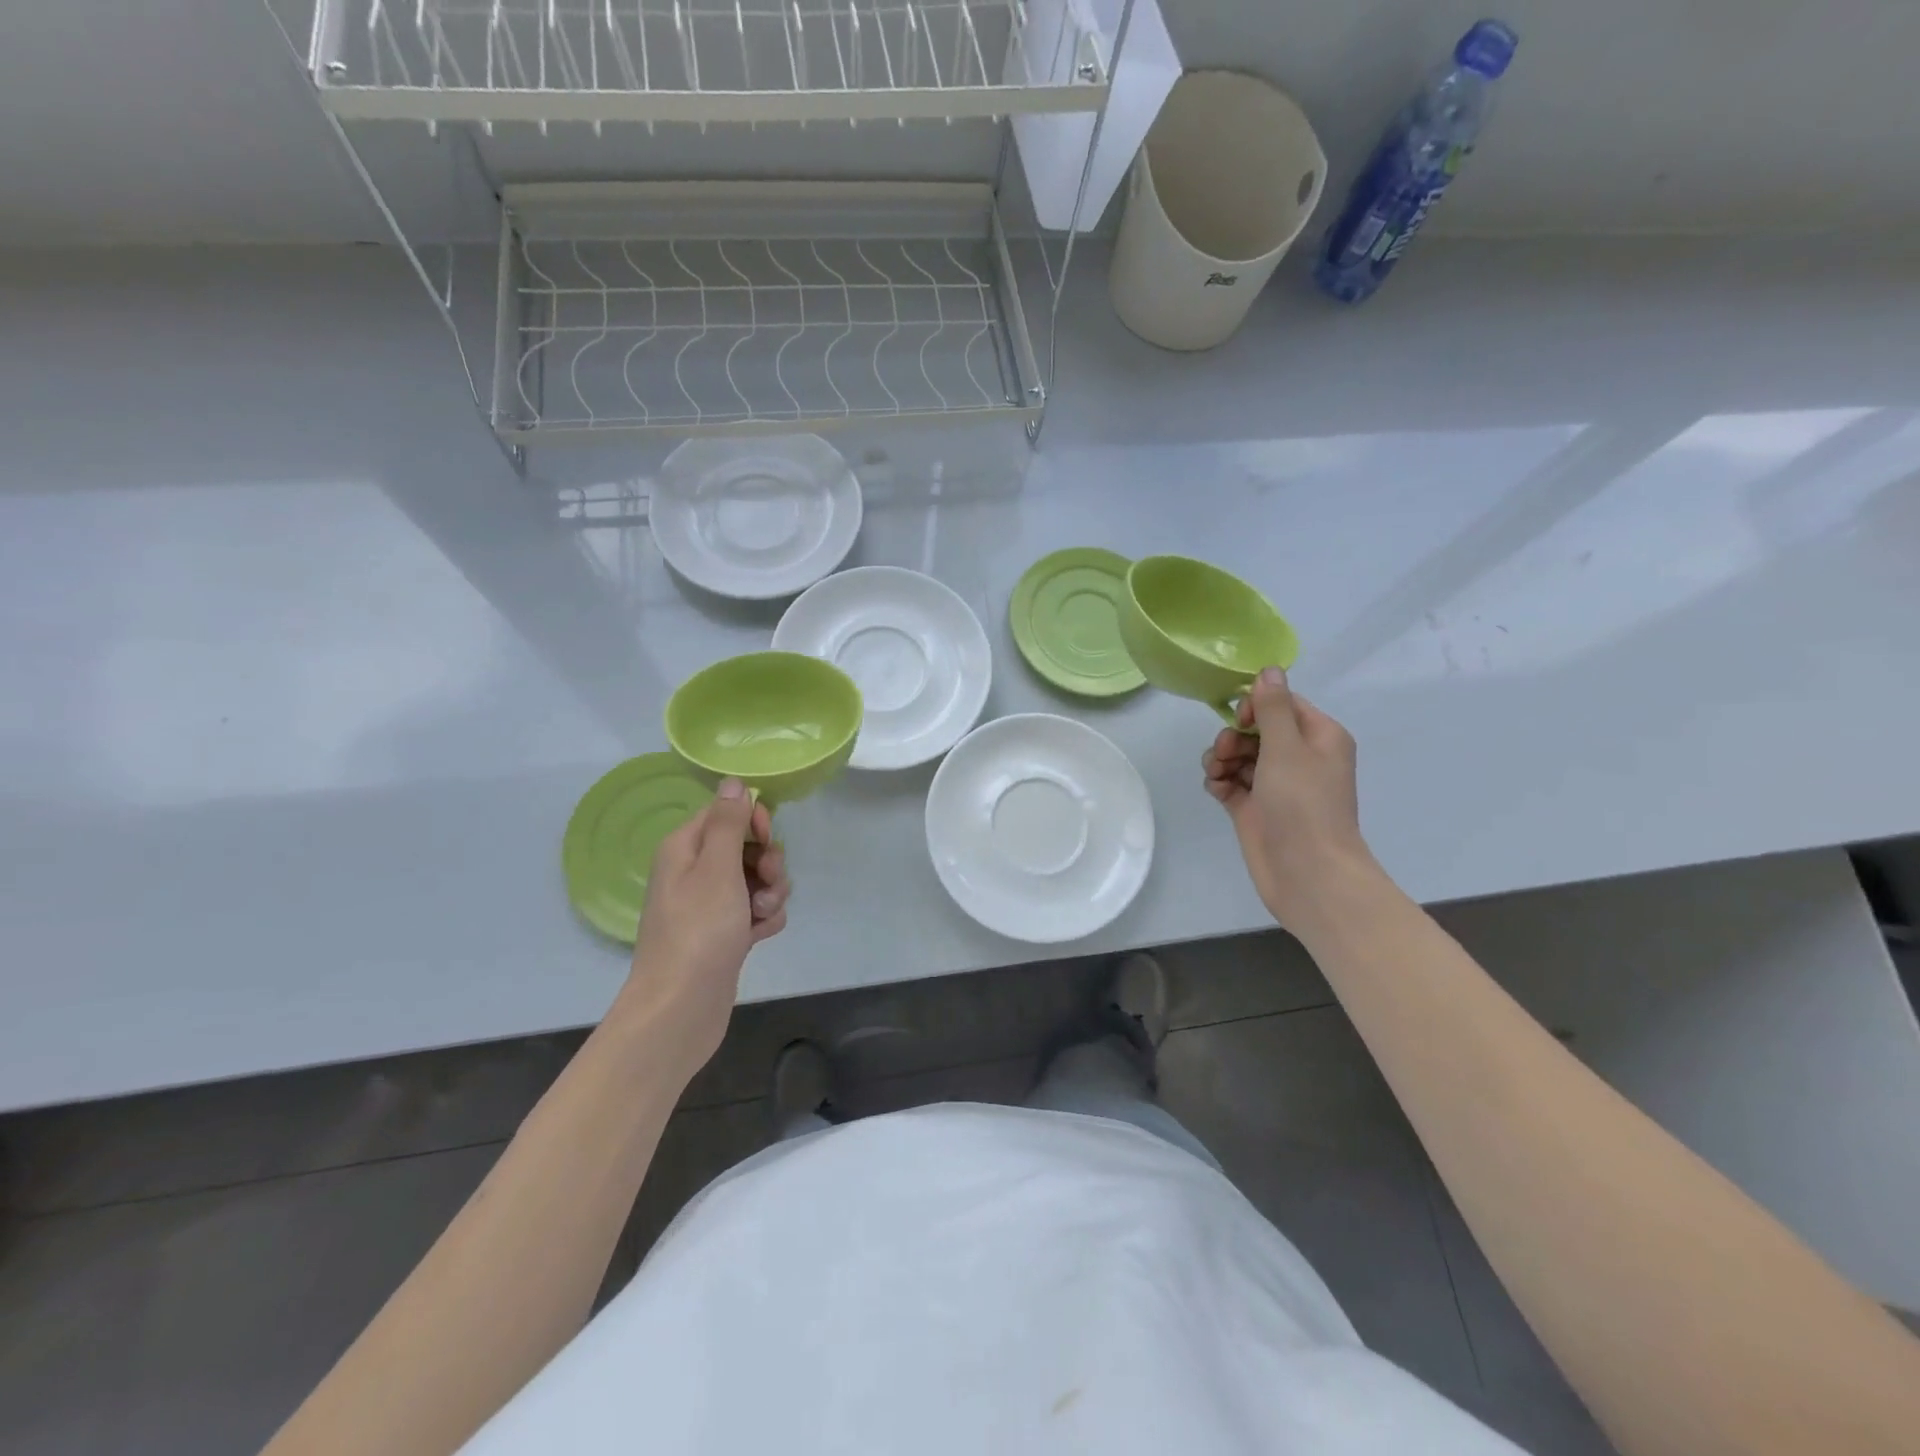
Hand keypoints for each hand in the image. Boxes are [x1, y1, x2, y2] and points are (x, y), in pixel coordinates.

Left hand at [617, 779, 788, 1077]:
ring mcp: (709, 905)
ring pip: (757, 879)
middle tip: (768, 883)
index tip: (766, 840)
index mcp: (685, 849)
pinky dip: (764, 919)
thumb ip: (729, 823)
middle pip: (746, 846)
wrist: (681, 1008)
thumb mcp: (717, 868)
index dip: (753, 822)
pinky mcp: (724, 933)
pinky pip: (755, 910)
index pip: (725, 813)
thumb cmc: (699, 931)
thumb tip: (732, 782)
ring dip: (771, 893)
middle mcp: (694, 872)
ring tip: (762, 916)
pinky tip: (760, 936)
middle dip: (768, 862)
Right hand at [1202, 667, 1373, 928]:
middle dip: (1233, 735)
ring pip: (1239, 755)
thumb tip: (1269, 669)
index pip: (1283, 704)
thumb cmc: (1303, 804)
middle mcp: (1299, 757)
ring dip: (1221, 758)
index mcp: (1319, 737)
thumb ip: (1273, 707)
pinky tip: (1216, 790)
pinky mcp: (1254, 808)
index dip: (1256, 706)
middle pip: (1256, 729)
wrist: (1307, 873)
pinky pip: (1230, 782)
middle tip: (1224, 752)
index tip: (1240, 719)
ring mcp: (1275, 785)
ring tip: (1217, 774)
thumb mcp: (1287, 747)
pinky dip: (1219, 781)